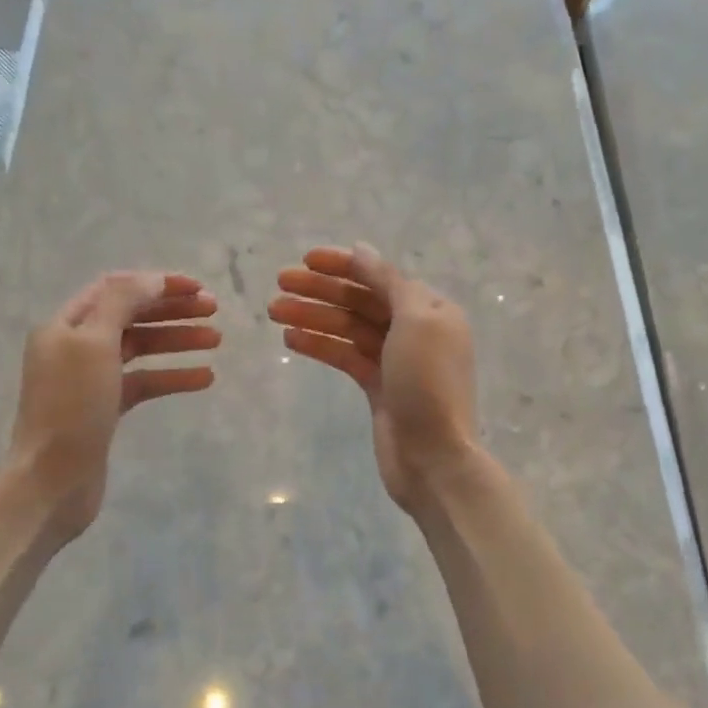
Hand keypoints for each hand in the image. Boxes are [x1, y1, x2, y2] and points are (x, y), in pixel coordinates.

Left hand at [9, 271, 219, 543]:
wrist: (53, 480)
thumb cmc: (72, 407)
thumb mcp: (94, 343)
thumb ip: (123, 303)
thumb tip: (153, 280)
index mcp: (66, 324)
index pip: (116, 288)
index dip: (157, 283)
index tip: (197, 288)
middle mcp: (75, 346)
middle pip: (131, 315)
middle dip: (172, 309)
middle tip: (214, 310)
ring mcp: (90, 379)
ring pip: (141, 348)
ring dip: (177, 340)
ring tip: (217, 340)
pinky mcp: (105, 409)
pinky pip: (144, 382)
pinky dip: (172, 376)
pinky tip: (205, 377)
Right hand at [269, 244, 479, 512]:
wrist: (434, 457)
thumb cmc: (427, 384)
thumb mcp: (415, 321)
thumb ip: (388, 282)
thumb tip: (362, 250)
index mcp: (431, 310)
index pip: (381, 277)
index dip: (343, 266)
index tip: (305, 260)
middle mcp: (415, 330)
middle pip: (362, 301)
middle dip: (321, 291)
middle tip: (279, 284)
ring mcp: (395, 361)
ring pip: (349, 329)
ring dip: (314, 317)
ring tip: (274, 311)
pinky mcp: (378, 388)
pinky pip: (346, 357)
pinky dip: (320, 346)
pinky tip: (291, 339)